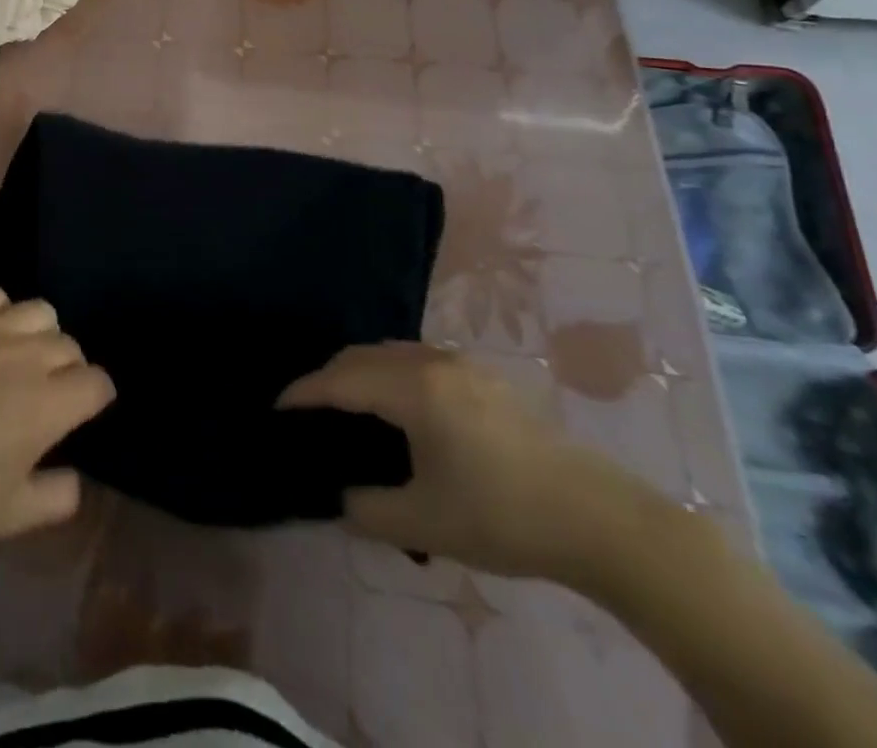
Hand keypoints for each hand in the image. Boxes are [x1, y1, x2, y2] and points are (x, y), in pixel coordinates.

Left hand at [0, 287, 114, 549]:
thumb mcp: (10, 516)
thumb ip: (58, 497)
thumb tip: (75, 475)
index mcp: (47, 405)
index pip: (97, 383)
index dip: (94, 399)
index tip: (79, 413)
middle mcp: (26, 357)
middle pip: (70, 345)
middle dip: (67, 369)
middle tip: (43, 394)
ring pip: (39, 312)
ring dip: (39, 336)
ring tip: (17, 359)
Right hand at [280, 342, 665, 585]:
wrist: (599, 520)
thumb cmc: (503, 516)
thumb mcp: (425, 523)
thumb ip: (368, 508)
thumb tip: (345, 495)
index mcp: (413, 389)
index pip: (340, 381)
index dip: (304, 392)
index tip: (277, 408)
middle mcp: (432, 363)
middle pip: (361, 356)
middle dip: (327, 378)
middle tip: (308, 410)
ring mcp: (461, 365)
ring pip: (390, 353)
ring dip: (360, 371)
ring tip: (347, 405)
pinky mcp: (484, 378)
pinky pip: (416, 360)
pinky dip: (389, 372)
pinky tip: (397, 404)